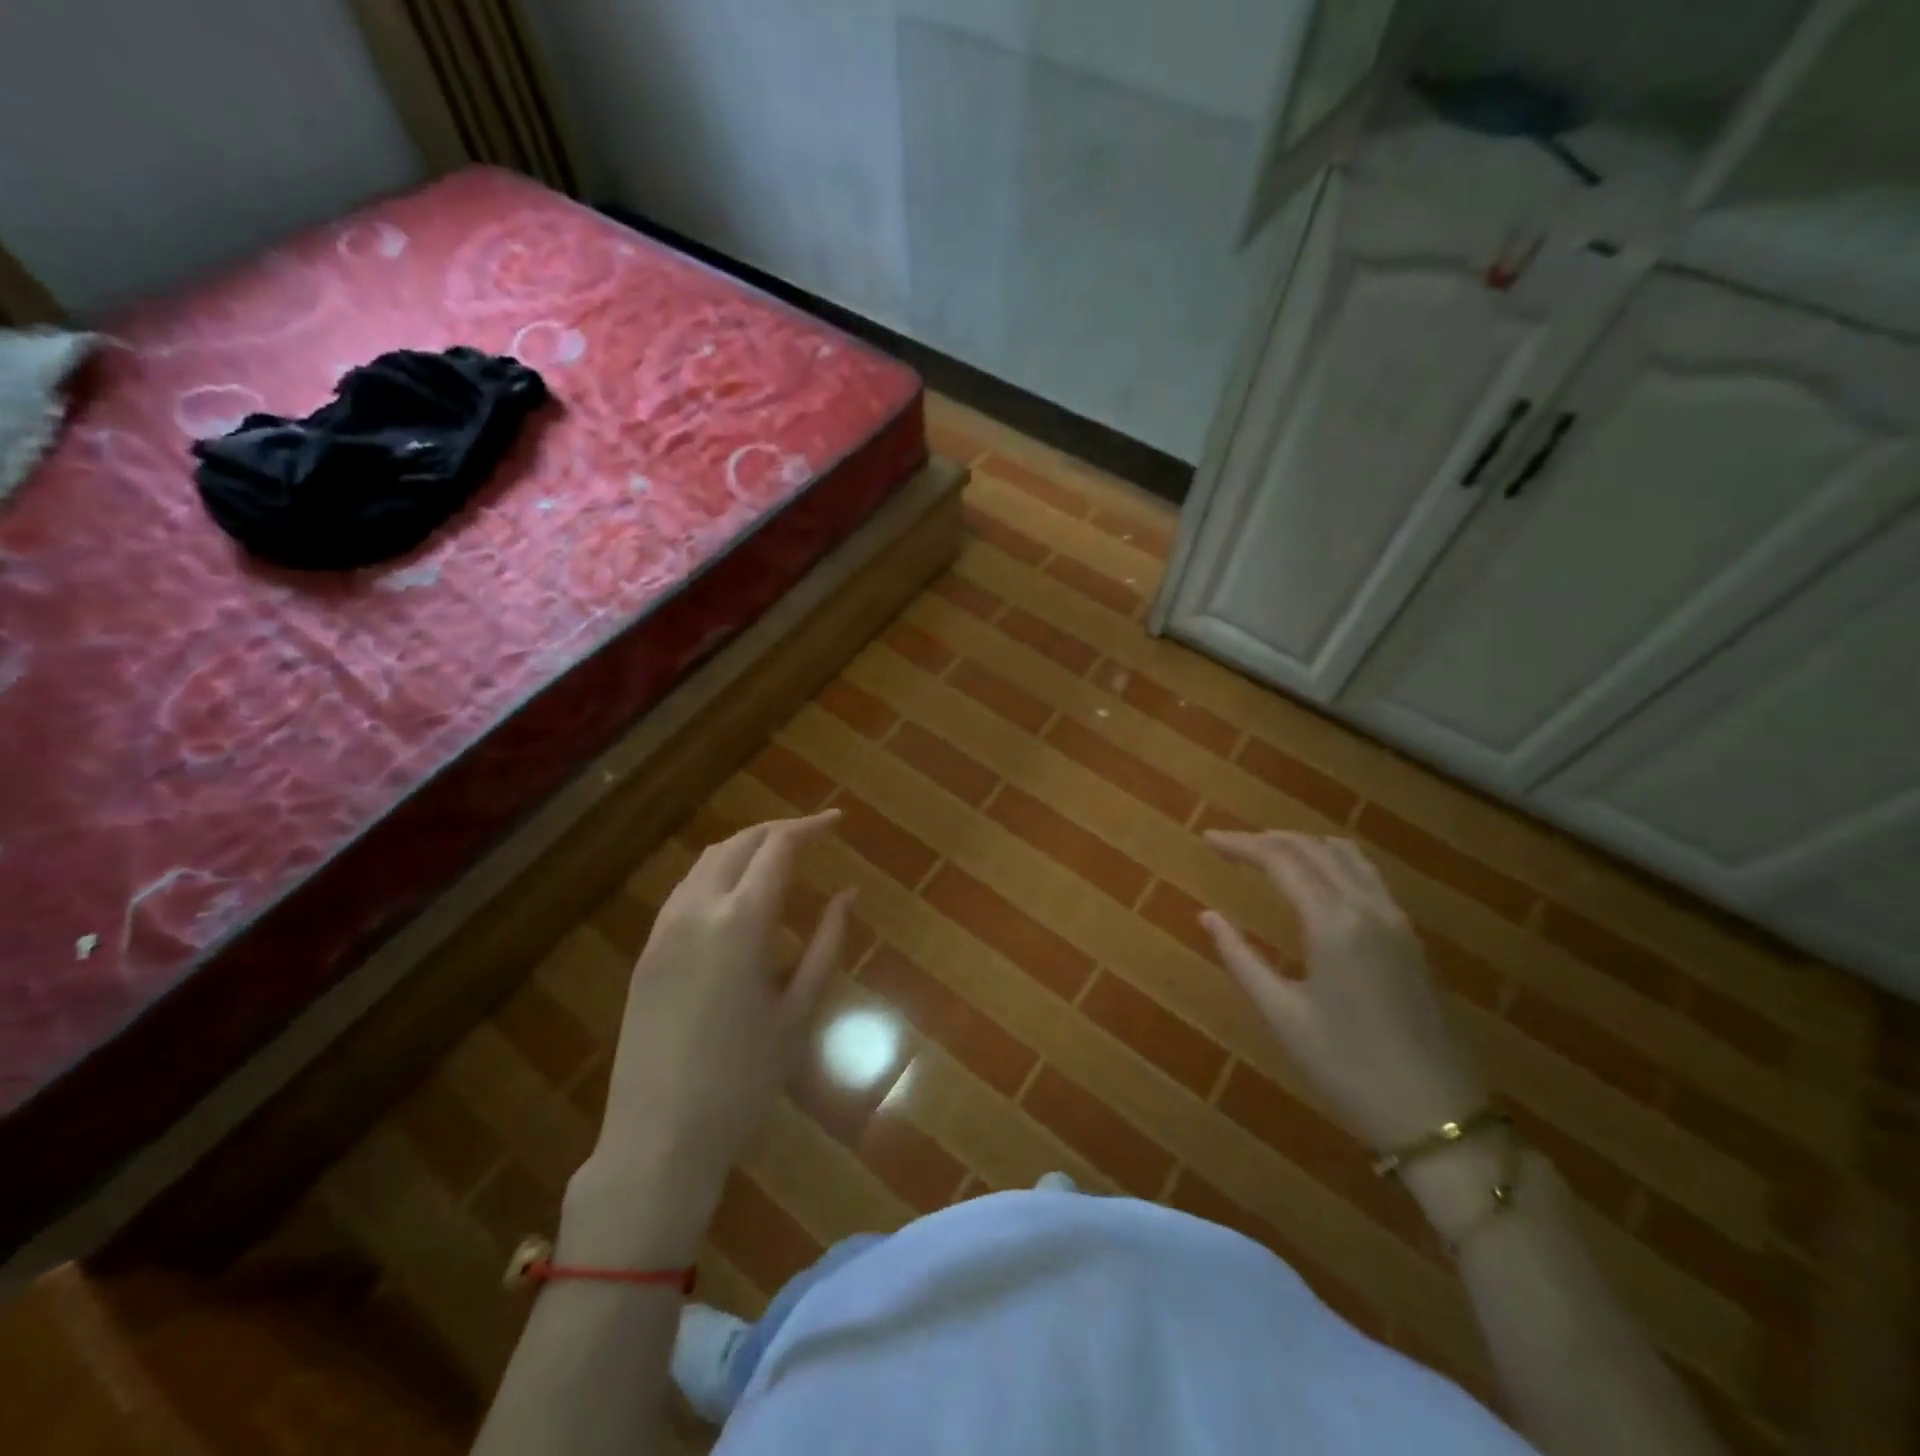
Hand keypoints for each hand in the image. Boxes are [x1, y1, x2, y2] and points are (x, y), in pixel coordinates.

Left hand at [565, 811, 851, 1260]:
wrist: (659, 1137)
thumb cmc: (744, 1079)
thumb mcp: (799, 1011)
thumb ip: (827, 944)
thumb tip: (848, 894)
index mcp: (741, 921)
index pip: (778, 848)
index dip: (810, 827)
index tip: (838, 821)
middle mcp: (697, 910)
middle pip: (739, 844)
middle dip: (778, 831)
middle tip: (813, 835)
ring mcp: (664, 930)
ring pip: (707, 862)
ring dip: (745, 849)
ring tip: (779, 861)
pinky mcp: (647, 952)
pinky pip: (686, 891)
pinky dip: (718, 875)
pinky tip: (738, 899)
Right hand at [1199, 830, 1484, 1154]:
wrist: (1439, 1117)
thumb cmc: (1349, 1070)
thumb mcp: (1283, 1016)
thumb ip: (1241, 958)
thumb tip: (1207, 916)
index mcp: (1334, 924)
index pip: (1281, 860)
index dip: (1241, 844)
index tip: (1207, 839)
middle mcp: (1368, 908)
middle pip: (1312, 848)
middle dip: (1266, 839)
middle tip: (1228, 846)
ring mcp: (1396, 920)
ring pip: (1345, 855)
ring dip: (1301, 844)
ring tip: (1265, 855)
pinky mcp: (1410, 937)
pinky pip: (1367, 875)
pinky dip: (1332, 860)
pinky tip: (1315, 880)